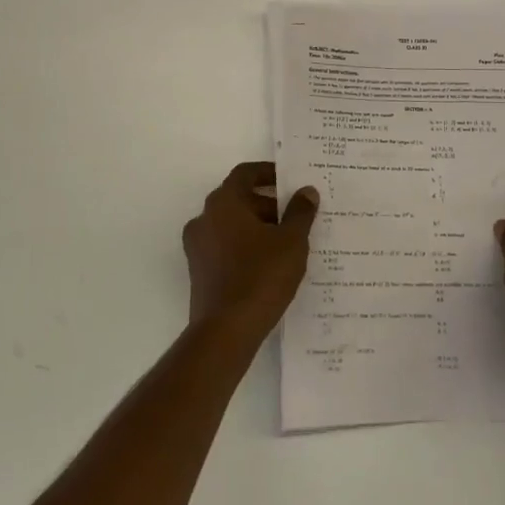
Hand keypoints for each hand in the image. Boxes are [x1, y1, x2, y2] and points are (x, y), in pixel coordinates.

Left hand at [183, 161, 317, 345]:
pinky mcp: (199, 271)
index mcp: (224, 202)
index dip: (269, 173)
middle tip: (297, 215)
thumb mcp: (291, 241)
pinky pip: (225, 247)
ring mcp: (198, 246)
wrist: (225, 332)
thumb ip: (300, 212)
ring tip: (288, 242)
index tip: (290, 180)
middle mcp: (204, 218)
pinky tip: (270, 264)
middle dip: (268, 204)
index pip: (245, 173)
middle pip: (238, 199)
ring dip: (258, 226)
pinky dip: (246, 246)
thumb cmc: (260, 276)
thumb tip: (306, 191)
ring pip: (232, 224)